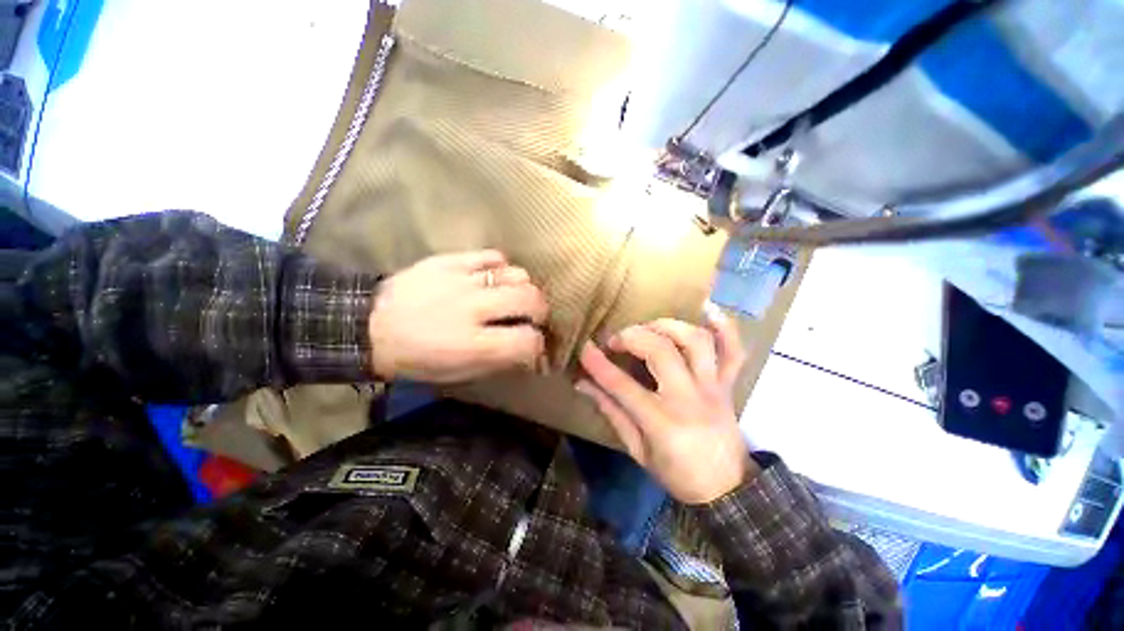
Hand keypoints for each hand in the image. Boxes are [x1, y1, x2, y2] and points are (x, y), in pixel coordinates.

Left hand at [369, 250, 547, 382]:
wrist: (369, 326)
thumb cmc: (417, 358)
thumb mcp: (458, 373)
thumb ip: (499, 360)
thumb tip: (527, 349)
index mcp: (473, 345)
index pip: (528, 340)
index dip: (537, 344)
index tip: (532, 344)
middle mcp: (473, 309)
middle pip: (531, 299)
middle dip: (539, 311)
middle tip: (531, 317)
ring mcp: (462, 280)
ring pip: (517, 274)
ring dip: (523, 288)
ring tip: (512, 296)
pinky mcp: (450, 260)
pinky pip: (493, 256)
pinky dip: (501, 268)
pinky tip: (493, 278)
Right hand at [576, 305, 756, 503]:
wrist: (727, 490)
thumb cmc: (677, 474)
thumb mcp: (637, 450)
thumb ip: (611, 412)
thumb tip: (583, 384)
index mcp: (662, 422)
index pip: (622, 385)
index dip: (598, 364)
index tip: (585, 348)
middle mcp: (689, 398)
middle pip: (660, 351)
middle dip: (632, 337)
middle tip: (617, 341)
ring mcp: (713, 388)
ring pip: (695, 341)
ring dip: (668, 325)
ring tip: (649, 327)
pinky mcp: (728, 385)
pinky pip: (733, 351)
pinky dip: (725, 327)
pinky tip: (708, 310)